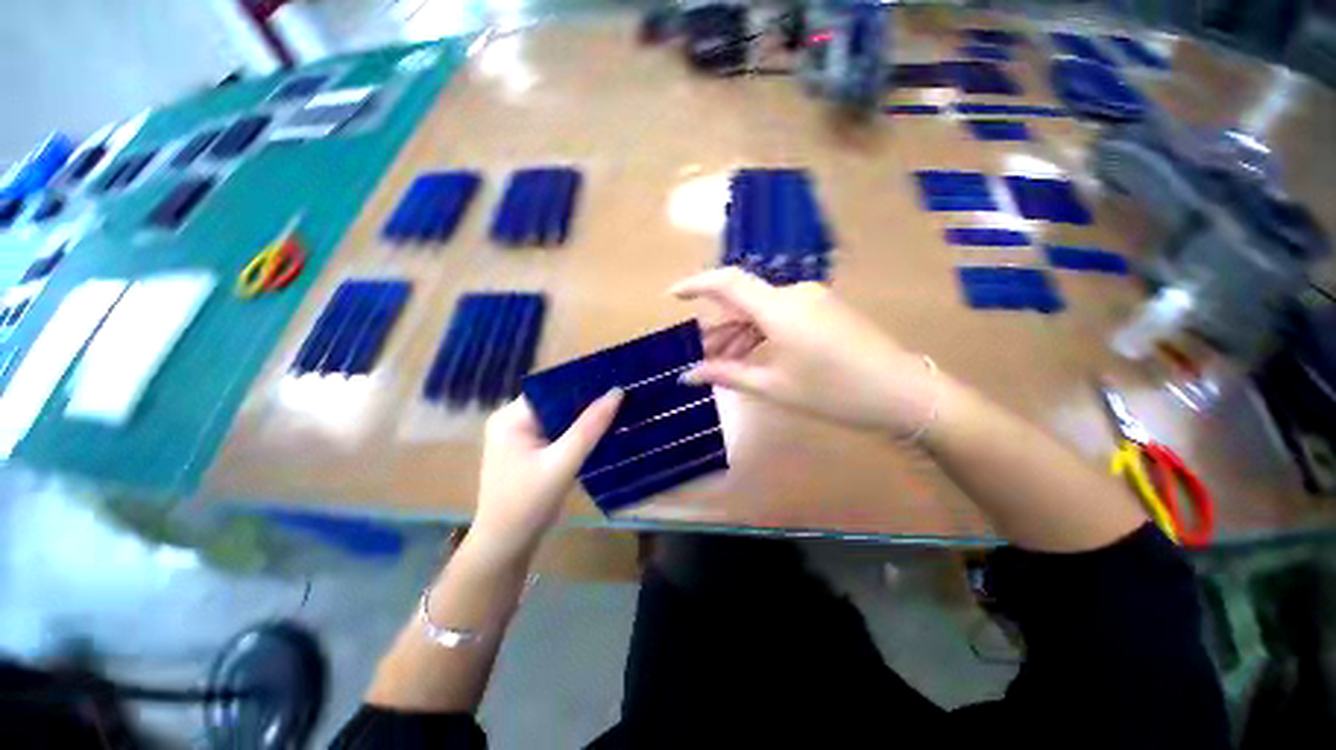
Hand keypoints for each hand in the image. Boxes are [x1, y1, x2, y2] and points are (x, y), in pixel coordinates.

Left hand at [470, 392, 622, 559]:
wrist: (506, 547)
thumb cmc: (528, 504)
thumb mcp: (562, 464)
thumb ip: (589, 428)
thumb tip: (617, 392)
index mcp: (511, 417)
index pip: (552, 389)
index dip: (583, 384)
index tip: (614, 381)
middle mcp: (513, 421)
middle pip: (557, 402)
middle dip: (587, 401)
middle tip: (622, 396)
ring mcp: (521, 437)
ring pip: (560, 418)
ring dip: (585, 417)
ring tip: (618, 409)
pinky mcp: (531, 451)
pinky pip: (559, 433)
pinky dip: (578, 433)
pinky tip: (602, 431)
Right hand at [671, 268, 936, 437]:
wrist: (903, 393)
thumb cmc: (833, 393)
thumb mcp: (773, 387)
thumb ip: (726, 375)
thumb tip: (687, 376)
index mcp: (779, 308)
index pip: (727, 283)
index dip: (696, 284)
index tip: (672, 296)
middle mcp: (794, 293)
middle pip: (743, 302)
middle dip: (718, 328)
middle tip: (701, 357)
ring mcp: (812, 299)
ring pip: (762, 310)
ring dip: (740, 334)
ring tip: (724, 364)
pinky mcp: (824, 308)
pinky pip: (781, 314)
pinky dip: (762, 332)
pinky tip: (754, 356)